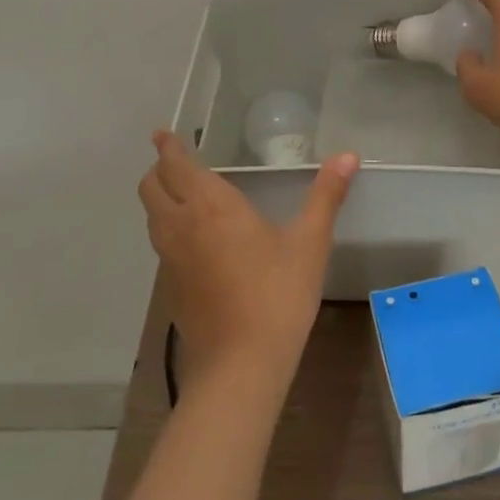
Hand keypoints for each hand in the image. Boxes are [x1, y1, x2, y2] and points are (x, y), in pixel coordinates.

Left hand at [137, 131, 357, 392]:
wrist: (240, 366)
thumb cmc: (277, 294)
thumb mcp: (309, 242)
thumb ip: (326, 195)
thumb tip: (348, 155)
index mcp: (210, 206)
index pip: (175, 165)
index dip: (167, 147)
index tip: (162, 134)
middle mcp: (181, 226)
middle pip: (151, 187)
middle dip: (158, 169)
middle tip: (176, 161)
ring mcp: (170, 260)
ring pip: (152, 216)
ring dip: (161, 198)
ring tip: (184, 194)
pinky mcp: (170, 288)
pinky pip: (161, 244)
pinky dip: (168, 227)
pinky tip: (195, 240)